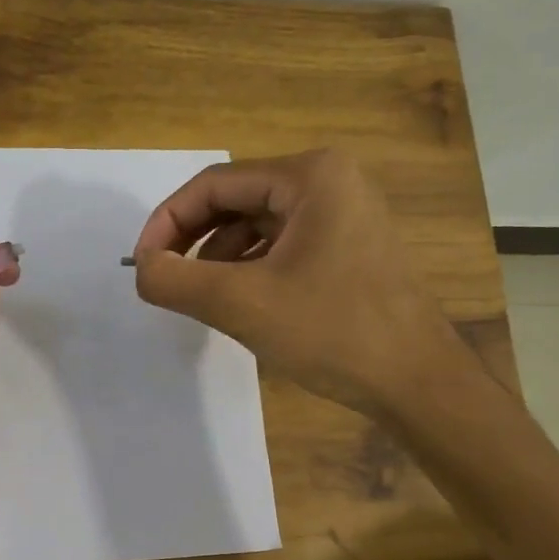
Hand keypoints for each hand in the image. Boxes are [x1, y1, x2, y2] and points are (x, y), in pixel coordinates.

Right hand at [129, 148, 453, 412]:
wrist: (418, 383)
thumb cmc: (333, 332)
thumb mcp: (241, 304)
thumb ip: (175, 281)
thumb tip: (140, 269)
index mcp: (309, 176)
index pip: (214, 185)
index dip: (167, 222)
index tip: (140, 265)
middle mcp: (329, 181)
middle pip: (236, 201)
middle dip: (192, 240)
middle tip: (163, 279)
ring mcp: (344, 214)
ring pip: (256, 225)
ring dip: (218, 258)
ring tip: (199, 297)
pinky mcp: (349, 246)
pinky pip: (282, 246)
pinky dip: (250, 269)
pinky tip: (239, 302)